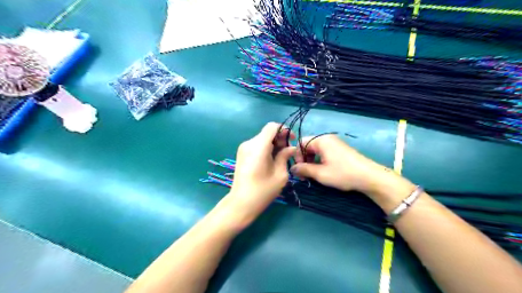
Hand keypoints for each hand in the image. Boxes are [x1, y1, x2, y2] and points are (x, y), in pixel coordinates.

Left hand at [226, 123, 295, 225]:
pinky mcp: (242, 154)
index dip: (284, 130)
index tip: (291, 140)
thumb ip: (285, 156)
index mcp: (258, 146)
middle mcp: (249, 143)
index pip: (272, 127)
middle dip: (280, 138)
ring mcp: (243, 148)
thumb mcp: (280, 174)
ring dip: (273, 144)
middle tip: (288, 152)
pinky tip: (271, 160)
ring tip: (281, 157)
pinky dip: (266, 148)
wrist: (241, 203)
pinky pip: (257, 145)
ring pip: (262, 139)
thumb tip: (291, 148)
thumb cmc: (263, 191)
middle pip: (267, 132)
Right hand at [290, 134, 390, 193]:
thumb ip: (304, 169)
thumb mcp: (320, 173)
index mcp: (321, 140)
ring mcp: (335, 143)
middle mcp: (327, 138)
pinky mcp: (340, 149)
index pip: (301, 143)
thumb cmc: (343, 174)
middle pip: (308, 146)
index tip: (300, 170)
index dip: (297, 156)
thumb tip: (292, 168)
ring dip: (312, 161)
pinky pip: (324, 152)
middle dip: (304, 159)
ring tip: (314, 174)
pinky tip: (323, 171)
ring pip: (316, 150)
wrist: (369, 177)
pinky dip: (320, 160)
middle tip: (305, 174)